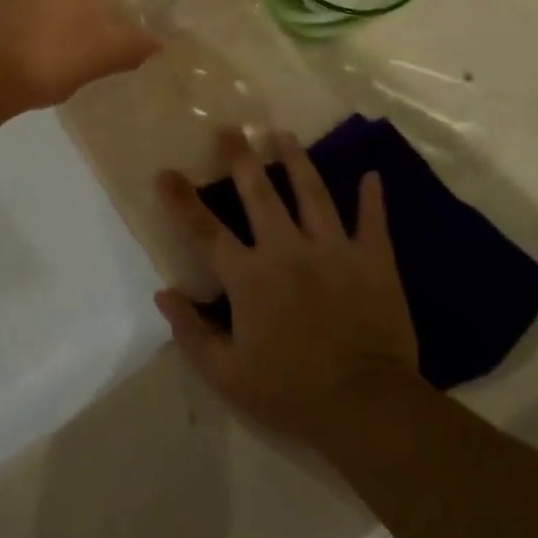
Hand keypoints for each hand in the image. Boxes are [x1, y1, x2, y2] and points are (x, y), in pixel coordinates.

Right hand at [154, 128, 419, 451]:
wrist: (368, 407)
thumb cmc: (292, 392)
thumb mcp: (227, 375)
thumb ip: (192, 333)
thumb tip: (163, 295)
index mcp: (249, 277)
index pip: (205, 231)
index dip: (181, 201)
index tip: (165, 173)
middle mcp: (287, 251)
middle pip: (260, 194)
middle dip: (241, 158)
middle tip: (230, 129)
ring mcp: (332, 251)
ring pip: (312, 193)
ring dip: (296, 161)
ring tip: (284, 134)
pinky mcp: (373, 262)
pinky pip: (373, 222)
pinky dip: (373, 198)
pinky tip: (373, 175)